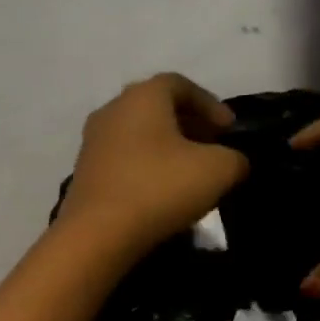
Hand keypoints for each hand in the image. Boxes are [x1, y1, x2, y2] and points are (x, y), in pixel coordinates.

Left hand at [59, 73, 249, 253]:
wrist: (97, 234)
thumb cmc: (159, 189)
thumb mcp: (218, 171)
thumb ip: (235, 158)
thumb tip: (233, 161)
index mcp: (143, 95)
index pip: (182, 85)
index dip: (211, 105)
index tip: (230, 131)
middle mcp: (112, 109)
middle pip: (157, 108)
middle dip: (189, 125)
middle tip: (213, 149)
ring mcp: (93, 141)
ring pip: (138, 135)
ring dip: (166, 149)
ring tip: (189, 174)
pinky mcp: (84, 172)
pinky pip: (123, 160)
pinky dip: (145, 168)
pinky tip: (160, 192)